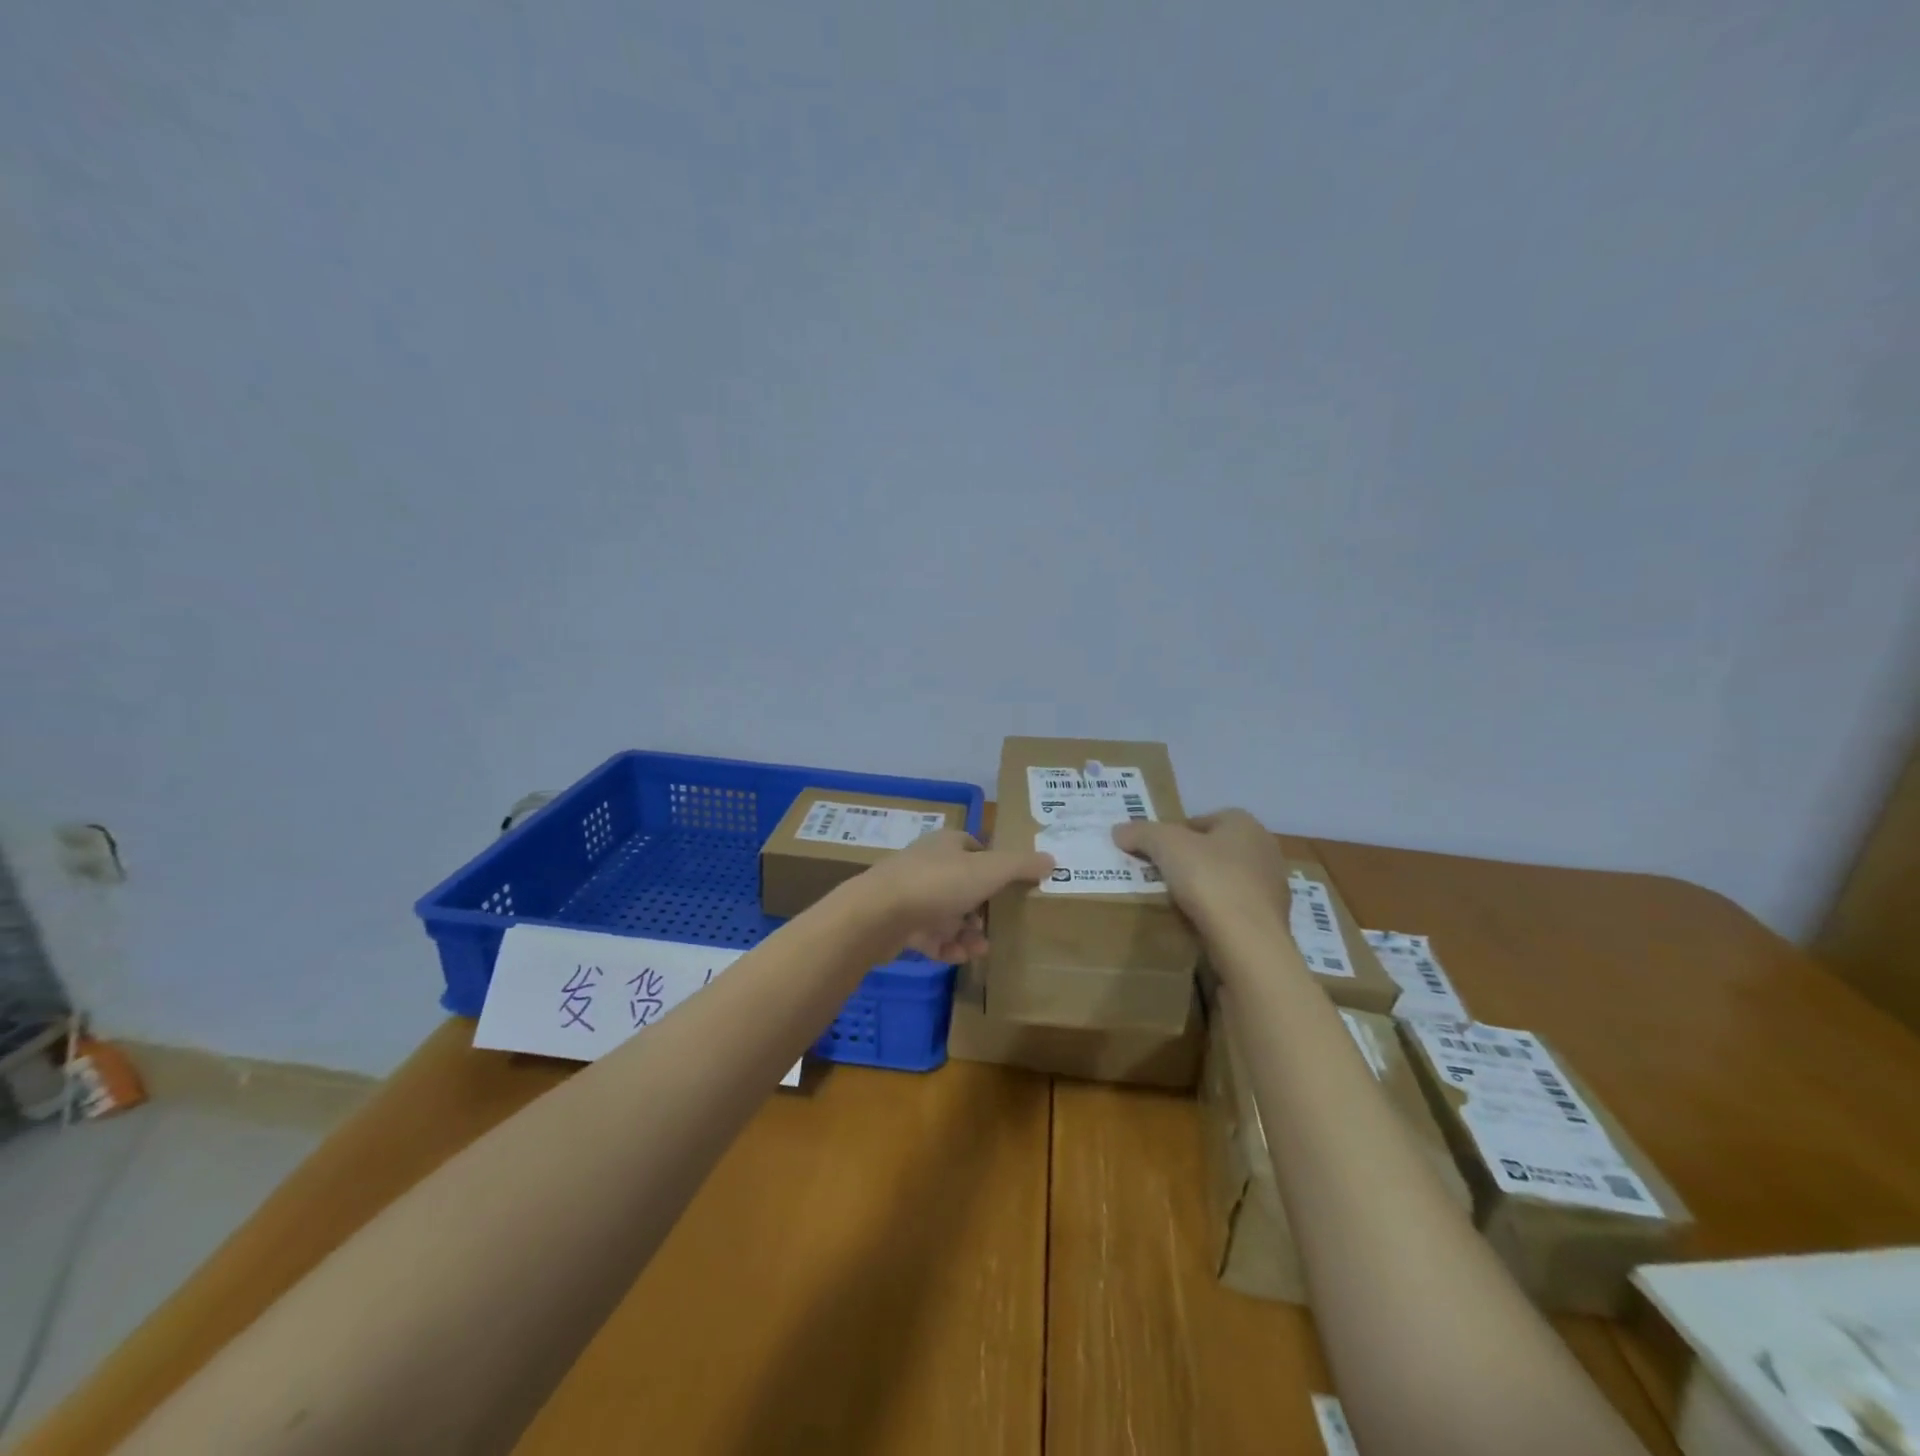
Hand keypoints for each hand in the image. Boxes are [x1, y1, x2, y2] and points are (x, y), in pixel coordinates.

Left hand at [850, 829, 1054, 960]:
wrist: (879, 914)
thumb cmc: (938, 883)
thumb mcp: (988, 870)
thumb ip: (1021, 865)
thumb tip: (1052, 859)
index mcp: (948, 844)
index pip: (976, 848)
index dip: (995, 866)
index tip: (1012, 888)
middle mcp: (928, 864)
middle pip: (963, 884)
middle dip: (983, 908)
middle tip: (997, 926)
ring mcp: (910, 894)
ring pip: (947, 913)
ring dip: (967, 932)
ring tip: (980, 949)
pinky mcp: (898, 923)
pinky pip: (929, 936)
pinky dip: (945, 947)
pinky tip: (957, 957)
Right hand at [1111, 809, 1289, 933]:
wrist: (1248, 942)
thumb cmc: (1209, 880)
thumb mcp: (1165, 845)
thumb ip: (1141, 832)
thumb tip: (1119, 830)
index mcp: (1244, 824)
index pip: (1202, 820)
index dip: (1175, 834)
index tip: (1155, 853)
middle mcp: (1264, 849)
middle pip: (1214, 850)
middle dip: (1190, 861)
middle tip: (1161, 876)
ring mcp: (1272, 887)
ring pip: (1227, 880)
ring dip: (1205, 888)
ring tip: (1176, 903)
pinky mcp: (1271, 920)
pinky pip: (1235, 909)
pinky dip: (1218, 913)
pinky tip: (1199, 925)